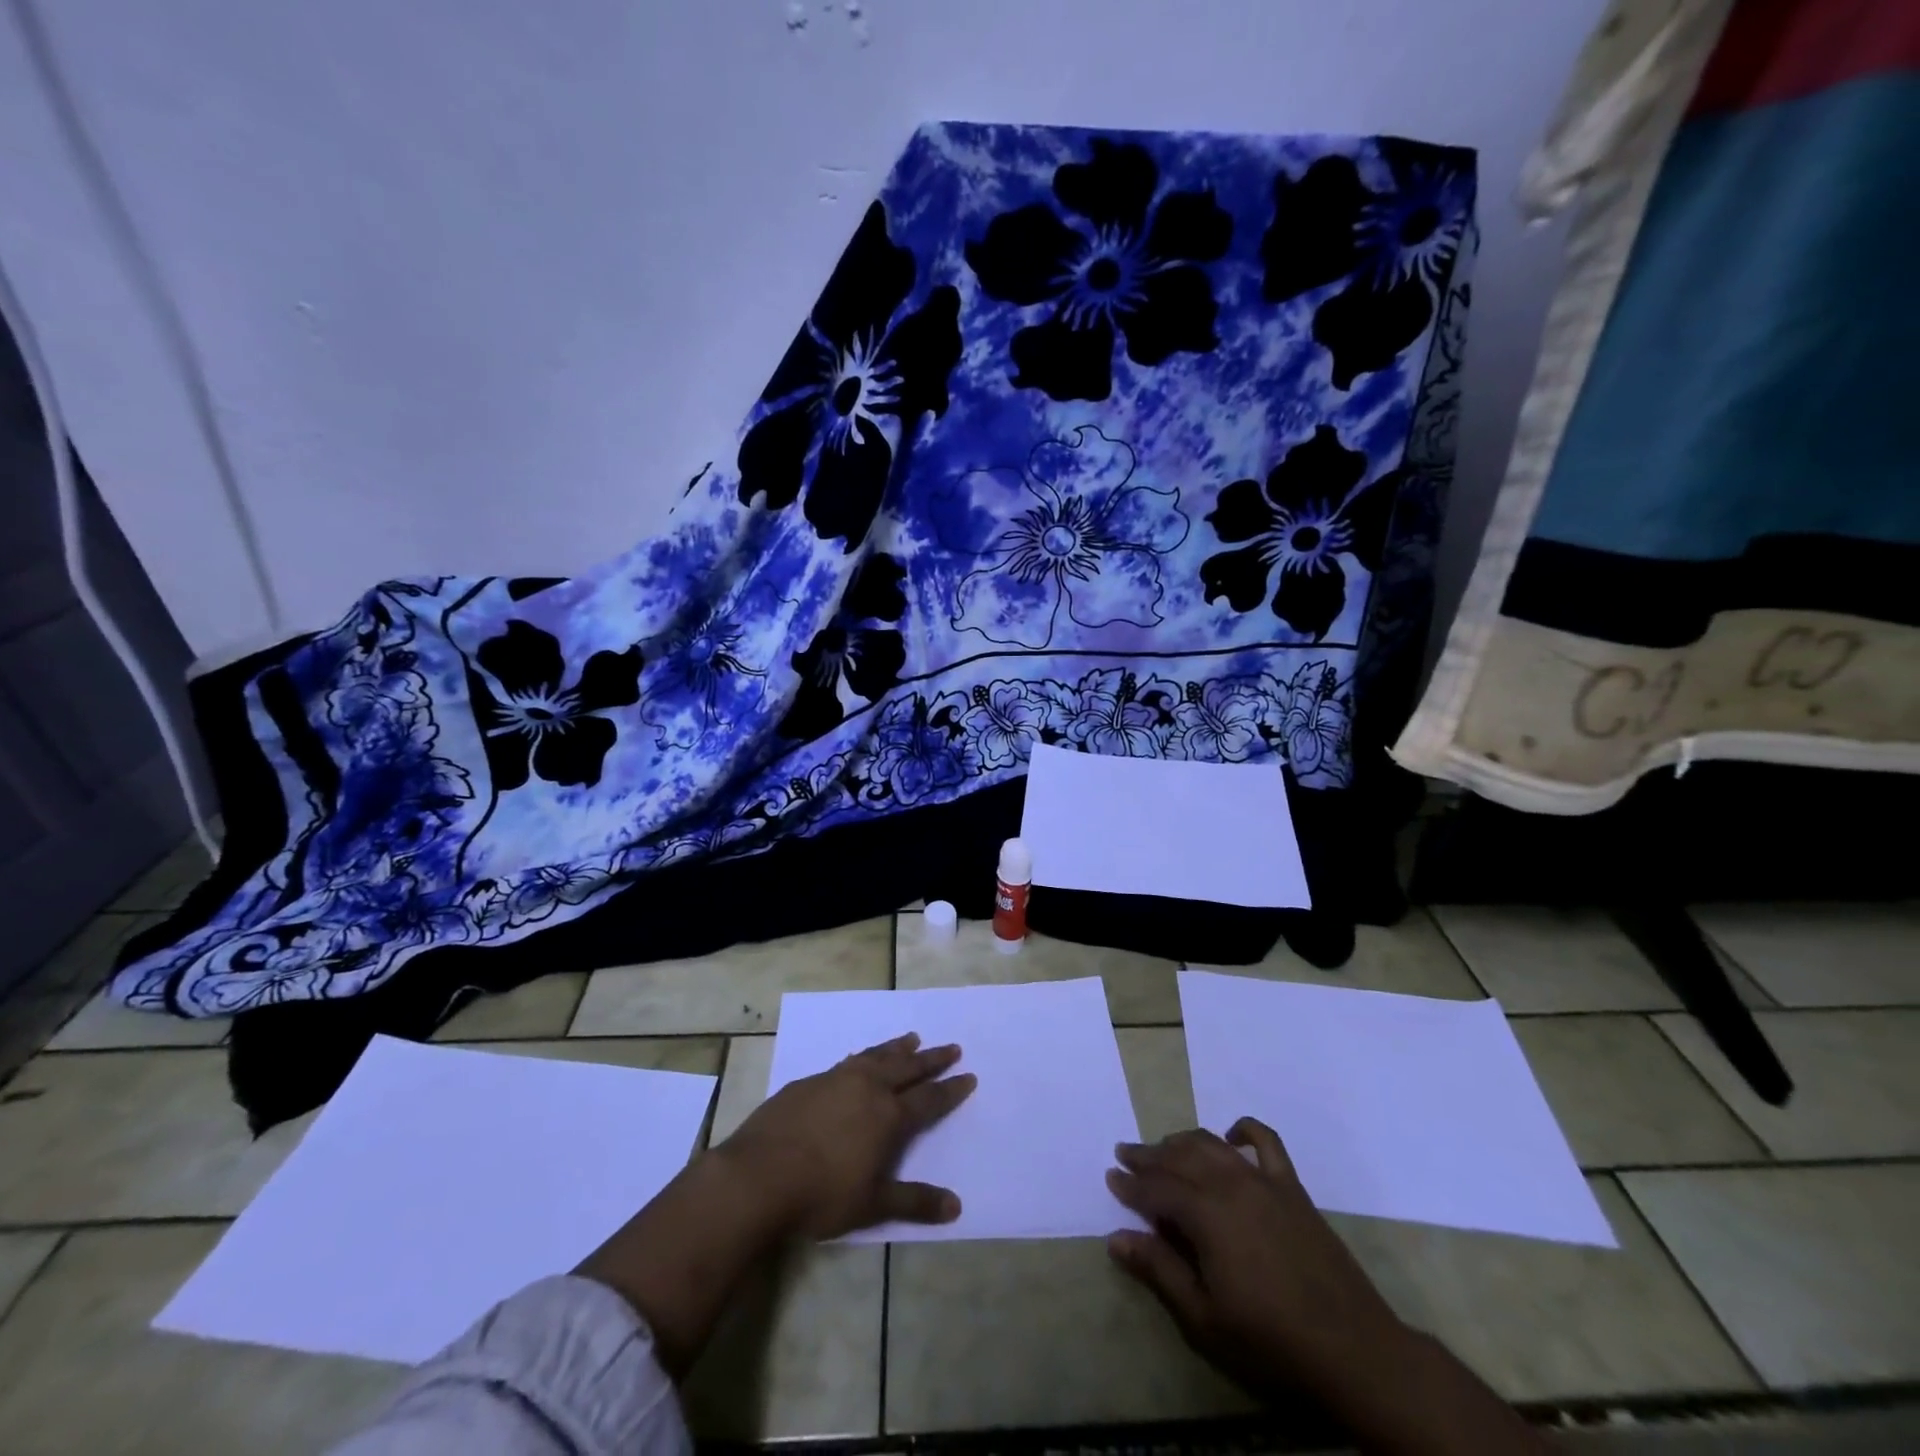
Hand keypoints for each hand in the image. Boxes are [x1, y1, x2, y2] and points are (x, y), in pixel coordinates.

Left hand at [719, 1032, 976, 1238]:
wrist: (758, 1175)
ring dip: (897, 1048)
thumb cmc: (821, 1195)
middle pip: (907, 1068)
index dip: (950, 1089)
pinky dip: (864, 1057)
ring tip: (912, 1038)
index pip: (928, 1099)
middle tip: (952, 1046)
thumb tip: (956, 1206)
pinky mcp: (809, 1082)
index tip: (969, 1075)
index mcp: (888, 1116)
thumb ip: (914, 1202)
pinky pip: (847, 1062)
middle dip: (932, 1059)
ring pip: (876, 1056)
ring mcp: (836, 1080)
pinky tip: (861, 1058)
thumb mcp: (873, 1205)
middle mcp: (867, 1088)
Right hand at [1105, 1119, 1401, 1396]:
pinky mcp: (1292, 1188)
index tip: (1110, 1177)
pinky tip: (1230, 1136)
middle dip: (1149, 1156)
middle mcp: (1230, 1185)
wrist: (1353, 1350)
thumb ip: (1159, 1270)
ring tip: (1164, 1148)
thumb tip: (1115, 1238)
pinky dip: (1244, 1130)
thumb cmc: (1271, 1341)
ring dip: (1183, 1142)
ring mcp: (1264, 1181)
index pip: (1156, 1189)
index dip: (1130, 1183)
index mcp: (1206, 1214)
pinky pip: (1266, 1142)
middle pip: (1180, 1158)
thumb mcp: (1204, 1318)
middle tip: (1126, 1154)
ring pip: (1212, 1145)